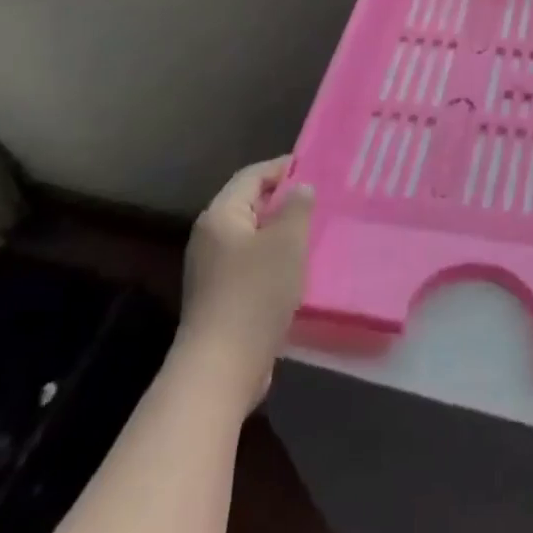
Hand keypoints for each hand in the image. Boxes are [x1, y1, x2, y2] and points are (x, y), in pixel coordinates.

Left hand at [177, 156, 314, 408]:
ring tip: (316, 230)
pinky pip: (252, 263)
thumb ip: (297, 208)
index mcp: (221, 215)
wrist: (222, 367)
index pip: (252, 175)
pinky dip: (275, 258)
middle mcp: (211, 236)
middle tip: (321, 198)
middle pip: (251, 204)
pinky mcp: (221, 297)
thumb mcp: (287, 242)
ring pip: (253, 236)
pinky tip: (299, 268)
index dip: (283, 167)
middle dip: (284, 199)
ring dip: (282, 232)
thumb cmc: (255, 293)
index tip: (315, 165)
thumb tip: (300, 188)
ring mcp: (212, 269)